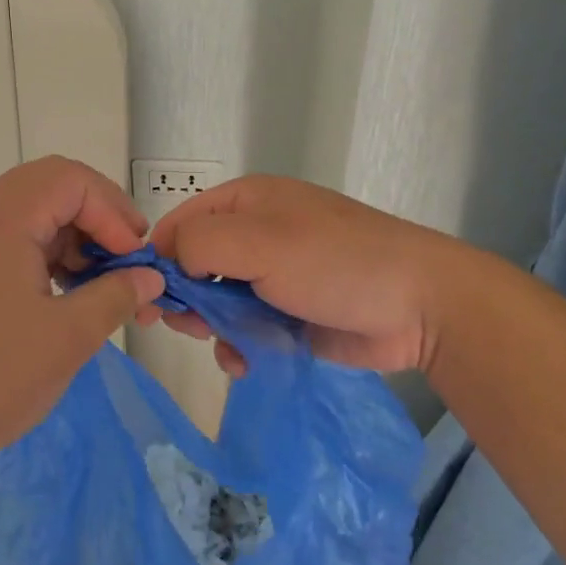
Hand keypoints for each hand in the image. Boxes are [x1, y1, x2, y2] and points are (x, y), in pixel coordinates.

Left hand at [0, 157, 165, 506]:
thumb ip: (115, 297)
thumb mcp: (64, 339)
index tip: (134, 260)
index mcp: (2, 218)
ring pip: (30, 213)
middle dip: (98, 218)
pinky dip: (43, 255)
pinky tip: (64, 295)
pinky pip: (9, 239)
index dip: (113, 211)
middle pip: (51, 187)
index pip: (72, 179)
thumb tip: (148, 278)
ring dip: (72, 239)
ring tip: (102, 286)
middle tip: (126, 261)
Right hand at [149, 175, 467, 377]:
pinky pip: (245, 328)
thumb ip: (200, 244)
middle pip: (195, 265)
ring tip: (223, 346)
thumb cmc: (334, 261)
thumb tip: (169, 261)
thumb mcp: (259, 241)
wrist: (420, 305)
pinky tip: (245, 362)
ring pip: (217, 302)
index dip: (158, 258)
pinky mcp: (289, 314)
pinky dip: (239, 346)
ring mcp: (273, 275)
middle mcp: (254, 234)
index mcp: (245, 202)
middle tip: (186, 326)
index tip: (145, 297)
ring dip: (212, 326)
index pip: (180, 223)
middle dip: (185, 297)